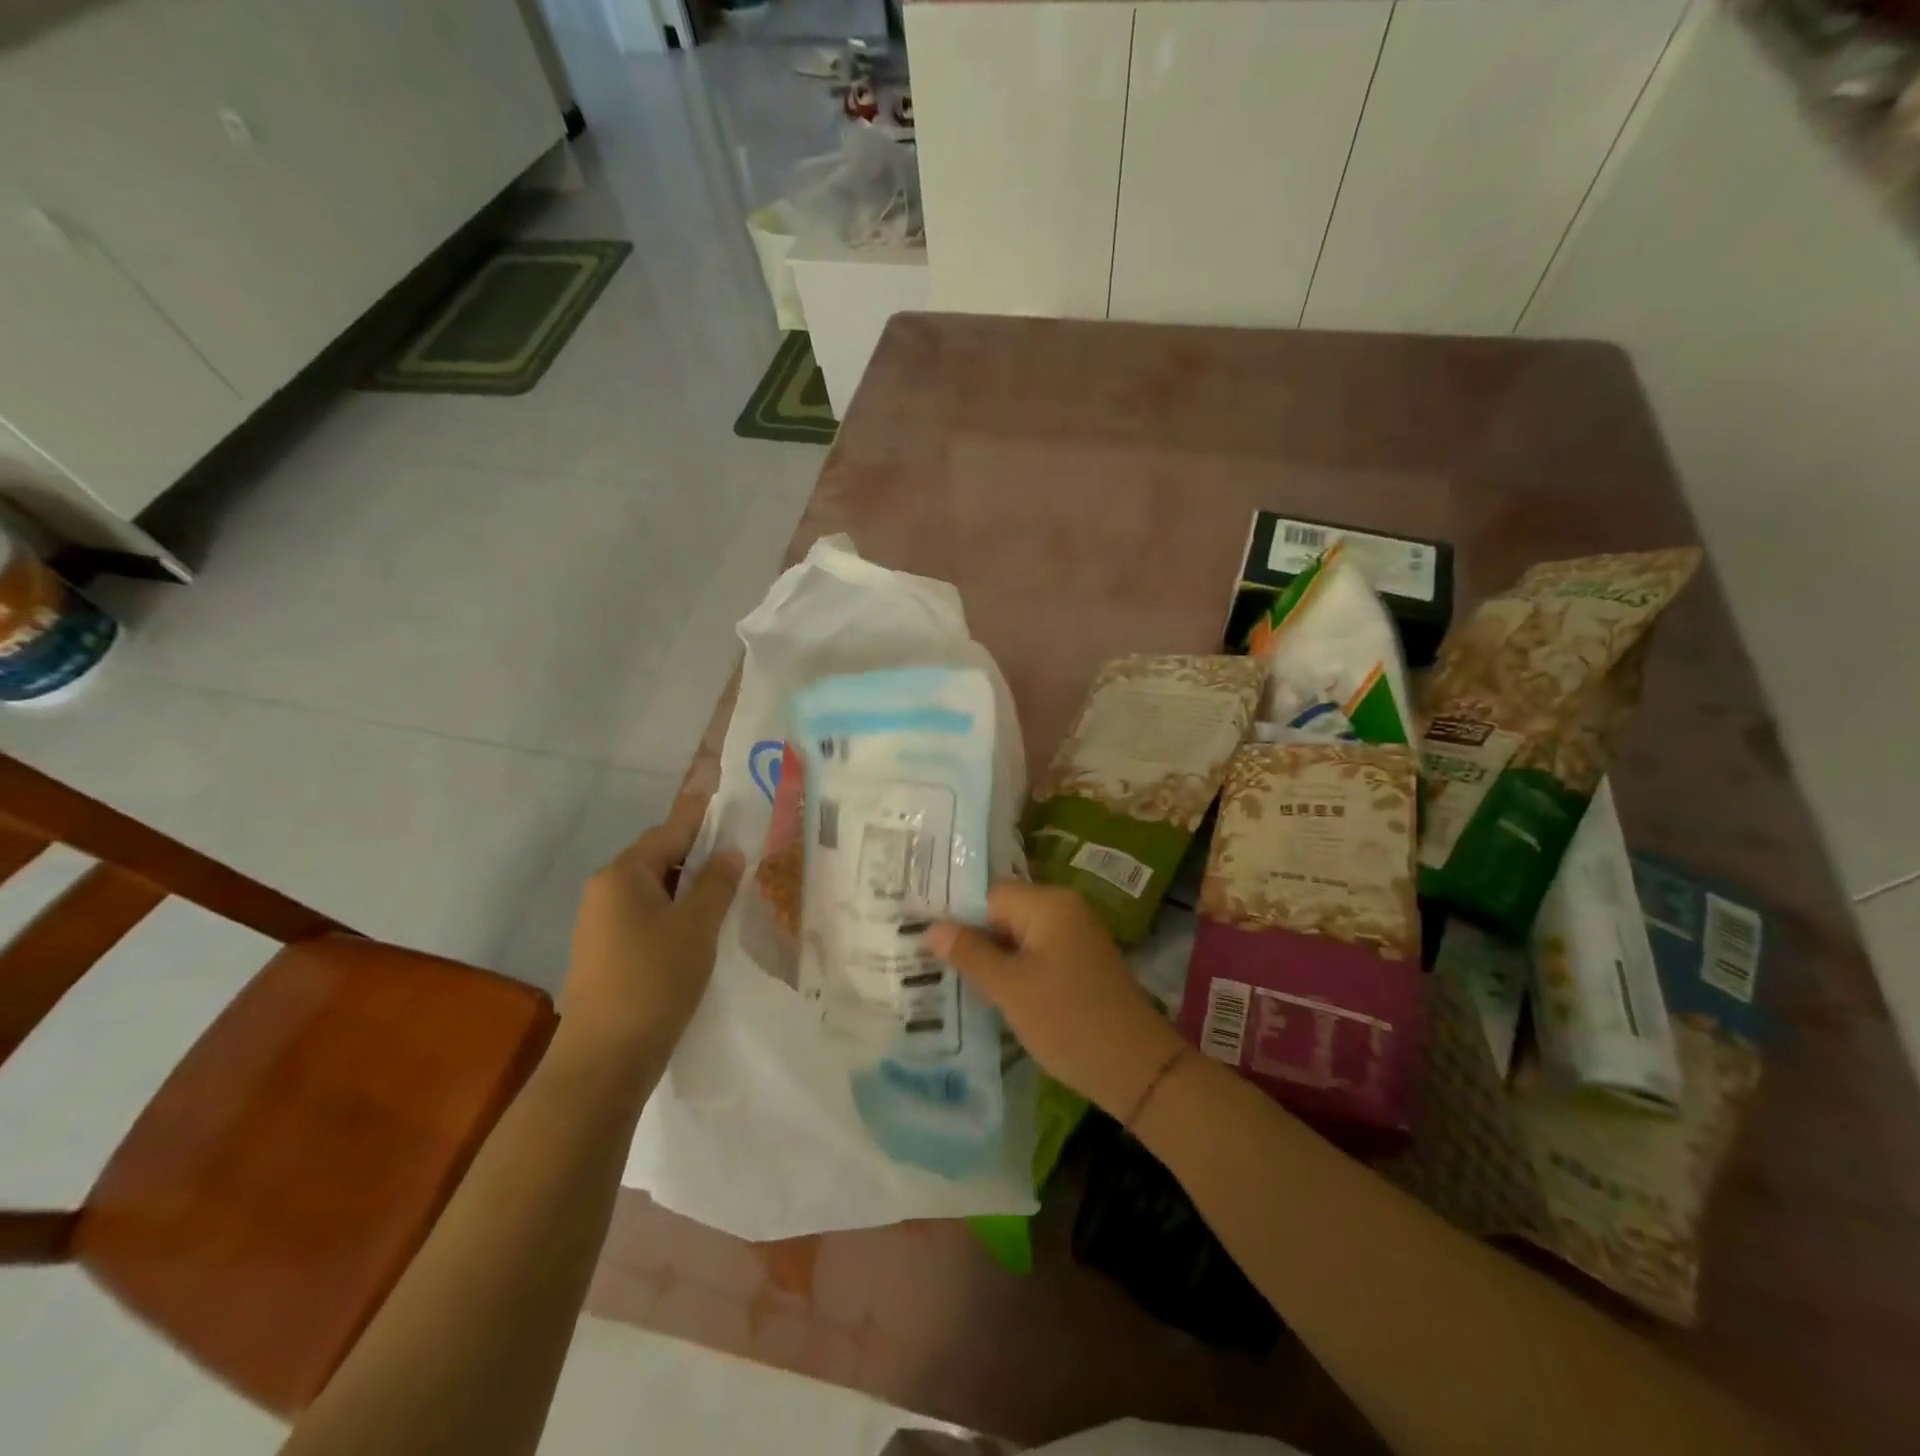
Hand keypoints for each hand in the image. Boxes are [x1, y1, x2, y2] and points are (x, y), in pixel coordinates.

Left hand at [560, 792, 744, 1070]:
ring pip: (654, 891)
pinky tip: (699, 931)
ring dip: (687, 888)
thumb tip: (729, 853)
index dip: (699, 811)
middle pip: (660, 858)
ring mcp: (600, 924)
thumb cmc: (654, 980)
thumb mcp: (697, 927)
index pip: (670, 830)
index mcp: (624, 875)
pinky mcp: (604, 954)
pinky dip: (673, 914)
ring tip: (726, 893)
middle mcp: (605, 891)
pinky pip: (645, 917)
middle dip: (698, 855)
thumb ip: (716, 884)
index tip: (716, 783)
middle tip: (738, 853)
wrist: (604, 1059)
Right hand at [926, 881, 1186, 1119]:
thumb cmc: (1068, 1021)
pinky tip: (990, 991)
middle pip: (1002, 912)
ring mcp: (1075, 936)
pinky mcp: (1080, 962)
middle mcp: (1064, 908)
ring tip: (950, 978)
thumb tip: (932, 927)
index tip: (921, 937)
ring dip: (990, 957)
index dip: (955, 916)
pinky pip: (1035, 954)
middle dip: (970, 937)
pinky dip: (1013, 969)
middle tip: (928, 961)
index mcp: (1049, 903)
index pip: (988, 894)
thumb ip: (970, 953)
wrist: (1137, 1069)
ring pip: (1017, 936)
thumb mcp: (1010, 989)